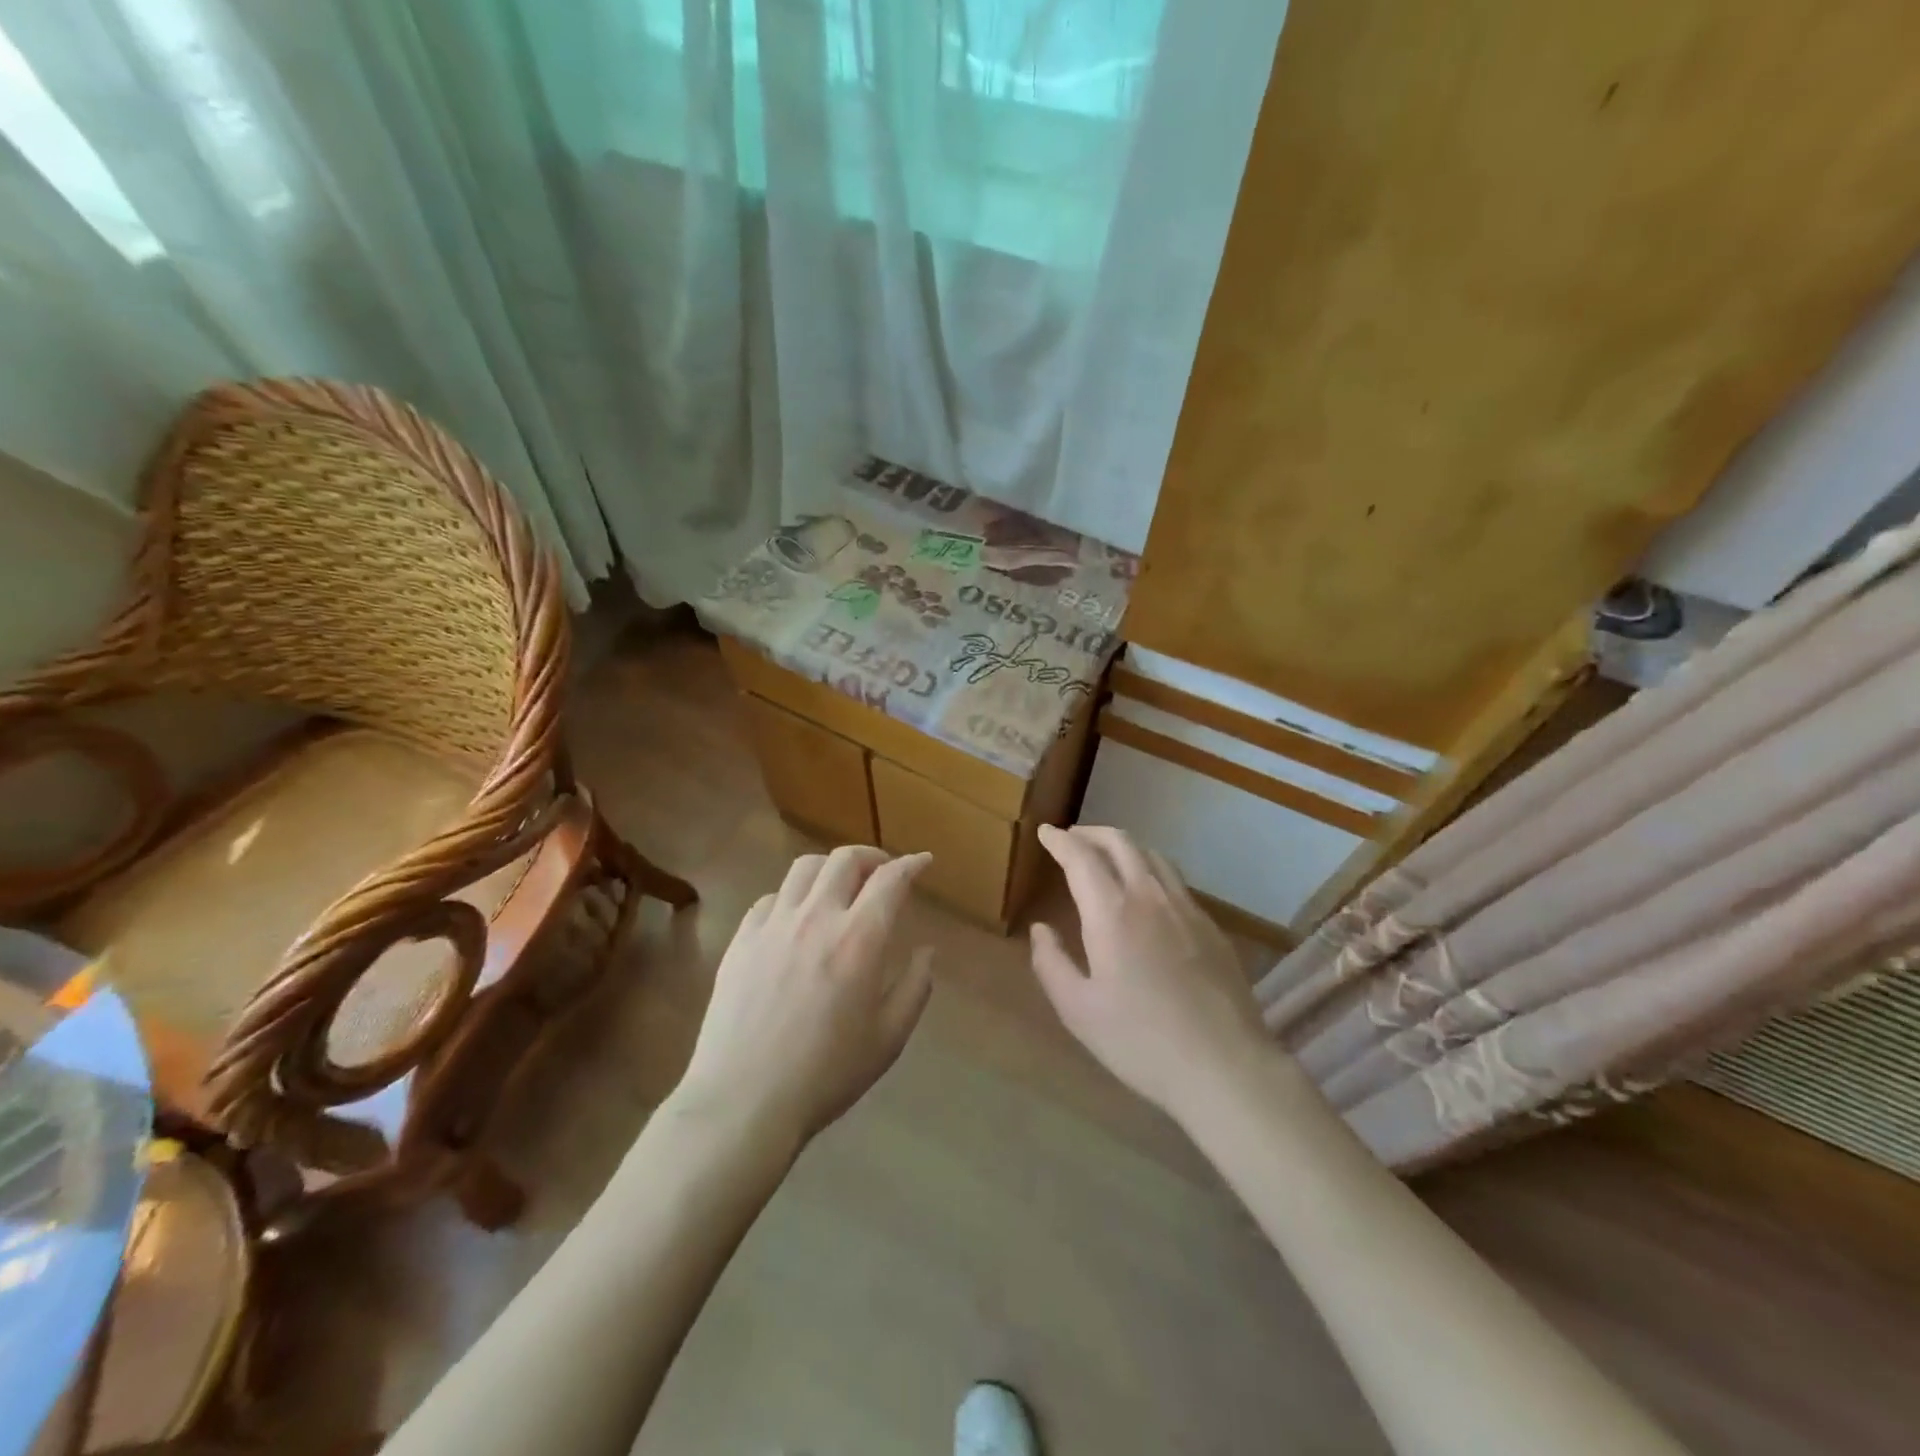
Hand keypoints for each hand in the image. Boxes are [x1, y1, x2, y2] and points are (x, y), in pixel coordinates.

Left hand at [674, 845, 934, 1153]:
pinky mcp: (741, 940)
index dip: (912, 864)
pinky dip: (792, 897)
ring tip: (839, 887)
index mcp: (859, 939)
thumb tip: (926, 951)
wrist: (744, 1101)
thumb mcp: (888, 1038)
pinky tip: (796, 919)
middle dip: (872, 856)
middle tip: (882, 873)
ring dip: (830, 868)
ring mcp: (773, 925)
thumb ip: (915, 987)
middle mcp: (816, 917)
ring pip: (804, 868)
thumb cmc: (826, 1074)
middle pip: (845, 859)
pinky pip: (770, 898)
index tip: (923, 861)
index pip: (890, 880)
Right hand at [1030, 825, 1270, 1125]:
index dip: (1060, 840)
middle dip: (1091, 833)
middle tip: (1072, 838)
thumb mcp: (1078, 1010)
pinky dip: (1150, 870)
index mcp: (1112, 912)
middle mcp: (1150, 896)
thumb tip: (1041, 929)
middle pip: (1120, 842)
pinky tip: (1146, 894)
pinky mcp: (1211, 927)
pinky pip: (1175, 881)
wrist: (1224, 1066)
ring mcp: (1187, 908)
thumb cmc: (1140, 1041)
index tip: (1045, 832)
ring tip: (1106, 857)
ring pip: (1153, 855)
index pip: (1081, 857)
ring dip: (1123, 846)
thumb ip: (1051, 963)